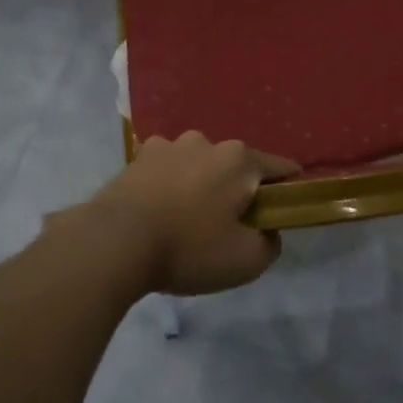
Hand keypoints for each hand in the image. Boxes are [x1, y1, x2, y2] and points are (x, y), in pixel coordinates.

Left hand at [82, 133, 298, 295]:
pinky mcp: (137, 158)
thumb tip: (267, 231)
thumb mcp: (247, 261)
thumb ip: (270, 243)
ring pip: (199, 166)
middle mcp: (206, 141)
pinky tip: (160, 213)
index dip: (289, 189)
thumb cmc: (189, 248)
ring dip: (201, 186)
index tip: (284, 212)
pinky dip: (170, 187)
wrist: (113, 243)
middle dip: (238, 190)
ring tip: (188, 221)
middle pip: (236, 166)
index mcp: (239, 159)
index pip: (281, 167)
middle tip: (229, 227)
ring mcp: (168, 146)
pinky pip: (166, 171)